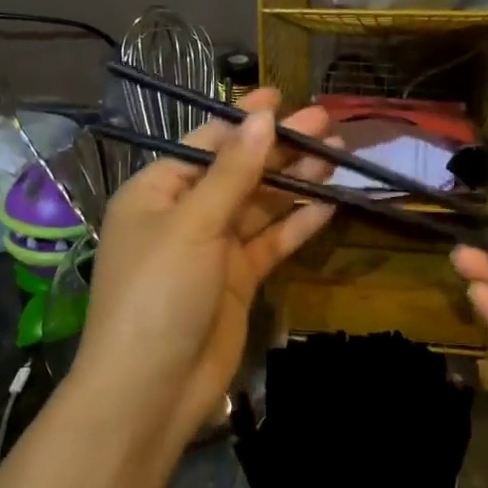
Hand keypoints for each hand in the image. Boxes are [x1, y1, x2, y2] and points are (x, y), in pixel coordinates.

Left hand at [75, 90, 335, 447]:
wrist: (151, 389)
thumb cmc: (159, 292)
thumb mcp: (193, 224)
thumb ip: (233, 171)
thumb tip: (263, 117)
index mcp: (158, 191)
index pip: (206, 143)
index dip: (245, 120)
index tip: (283, 98)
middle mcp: (184, 215)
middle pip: (239, 172)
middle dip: (280, 150)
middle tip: (327, 125)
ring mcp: (212, 249)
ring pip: (260, 206)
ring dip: (295, 183)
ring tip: (337, 158)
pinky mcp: (236, 281)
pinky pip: (270, 243)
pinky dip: (297, 225)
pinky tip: (329, 205)